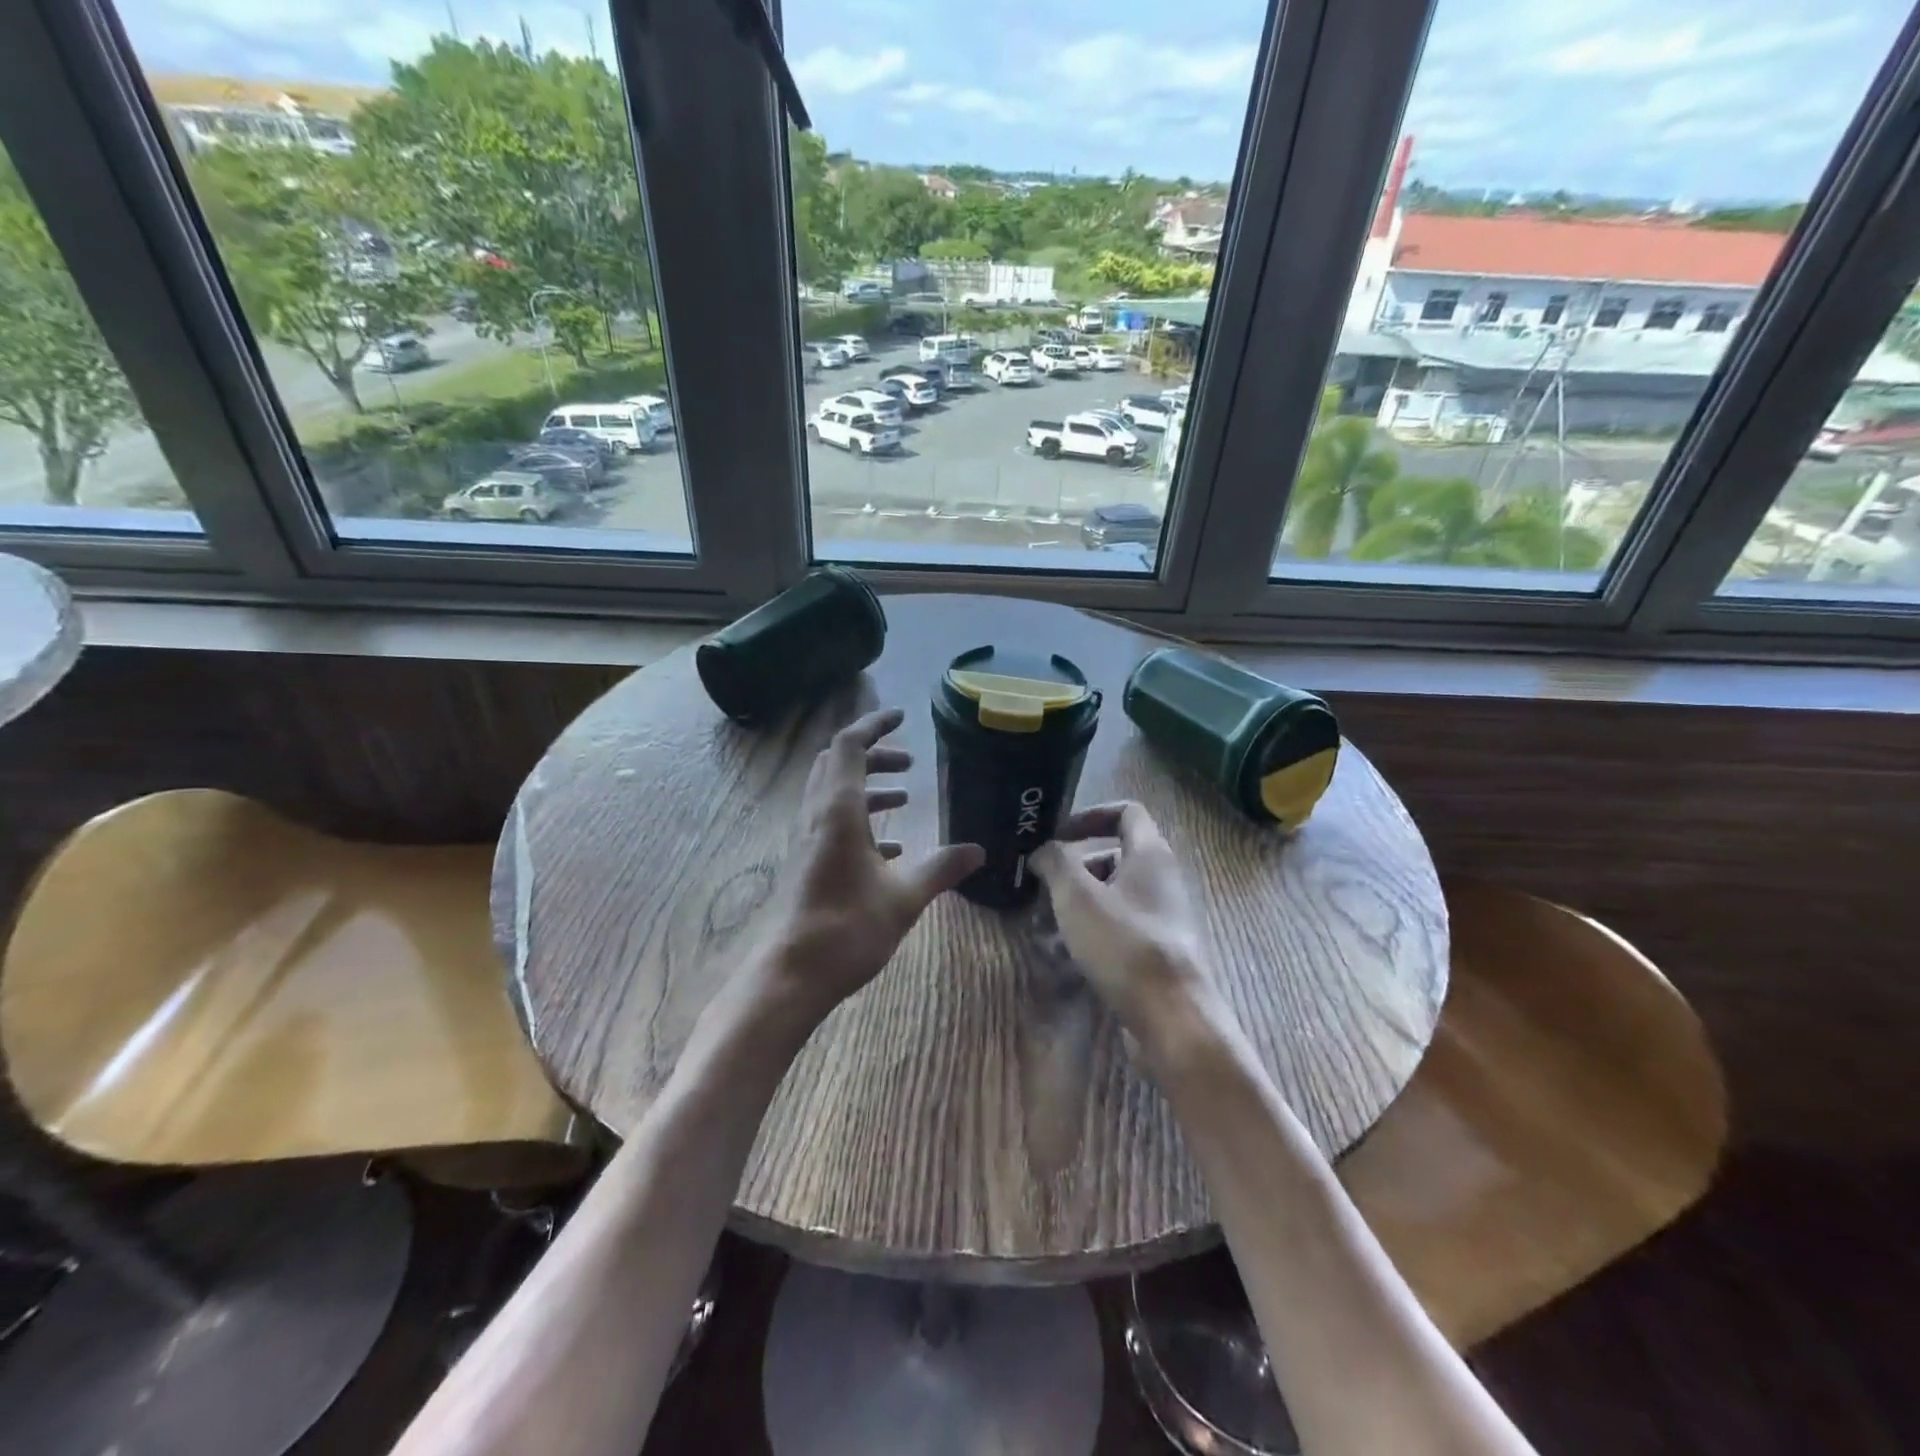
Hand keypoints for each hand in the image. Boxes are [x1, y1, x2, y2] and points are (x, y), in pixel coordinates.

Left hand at [754, 707, 983, 1026]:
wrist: (790, 976)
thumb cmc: (846, 929)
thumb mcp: (904, 897)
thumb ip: (941, 868)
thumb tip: (978, 851)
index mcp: (837, 810)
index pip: (848, 746)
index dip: (874, 725)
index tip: (902, 717)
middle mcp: (816, 816)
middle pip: (836, 764)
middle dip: (872, 754)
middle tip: (908, 761)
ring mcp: (806, 840)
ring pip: (832, 794)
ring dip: (866, 785)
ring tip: (904, 796)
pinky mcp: (806, 863)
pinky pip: (831, 824)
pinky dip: (859, 819)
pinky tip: (889, 848)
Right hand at [1029, 802, 1221, 1051]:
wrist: (1172, 1016)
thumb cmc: (1123, 944)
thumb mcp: (1077, 896)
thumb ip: (1055, 862)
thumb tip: (1042, 850)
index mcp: (1150, 854)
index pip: (1126, 812)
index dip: (1090, 815)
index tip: (1058, 835)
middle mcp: (1163, 878)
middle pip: (1116, 855)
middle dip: (1077, 867)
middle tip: (1045, 886)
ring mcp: (1165, 916)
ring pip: (1116, 894)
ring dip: (1081, 901)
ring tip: (1048, 924)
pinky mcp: (1161, 949)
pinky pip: (1123, 925)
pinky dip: (1095, 929)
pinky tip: (1070, 953)